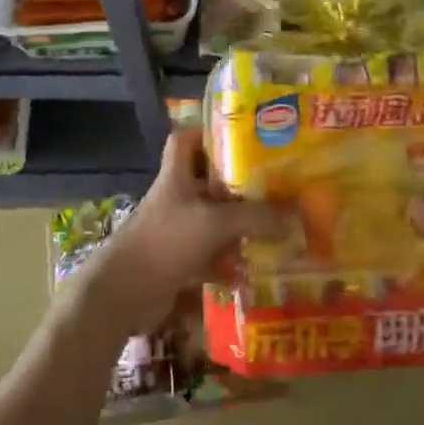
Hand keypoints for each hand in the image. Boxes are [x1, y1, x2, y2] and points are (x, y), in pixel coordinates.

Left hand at [81, 131, 293, 335]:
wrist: (124, 292)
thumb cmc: (166, 241)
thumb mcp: (215, 222)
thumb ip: (257, 218)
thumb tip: (299, 215)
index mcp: (176, 176)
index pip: (185, 139)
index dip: (207, 132)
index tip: (240, 136)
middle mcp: (176, 198)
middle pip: (207, 181)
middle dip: (238, 184)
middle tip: (273, 184)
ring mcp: (176, 231)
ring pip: (212, 220)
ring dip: (238, 225)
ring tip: (274, 226)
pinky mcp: (178, 261)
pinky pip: (210, 256)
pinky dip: (229, 263)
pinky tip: (254, 271)